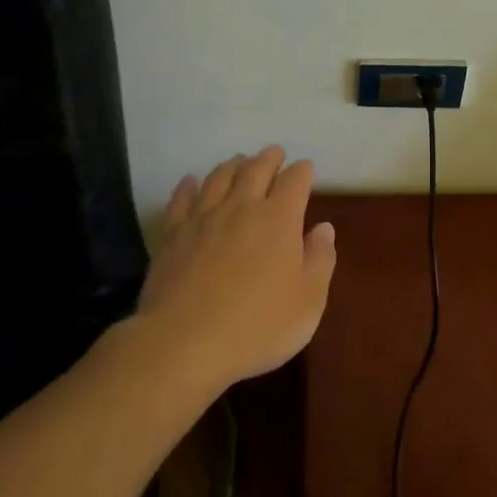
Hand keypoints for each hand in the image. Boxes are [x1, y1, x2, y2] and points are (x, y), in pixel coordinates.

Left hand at [138, 146, 336, 391]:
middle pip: (255, 170)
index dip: (302, 172)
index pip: (294, 181)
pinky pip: (181, 200)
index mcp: (278, 219)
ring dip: (232, 165)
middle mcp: (241, 208)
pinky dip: (189, 186)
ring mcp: (202, 219)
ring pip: (218, 178)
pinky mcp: (172, 235)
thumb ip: (320, 260)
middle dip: (268, 158)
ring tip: (239, 161)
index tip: (306, 169)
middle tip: (274, 153)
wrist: (184, 343)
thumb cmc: (257, 326)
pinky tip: (191, 182)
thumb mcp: (308, 302)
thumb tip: (323, 229)